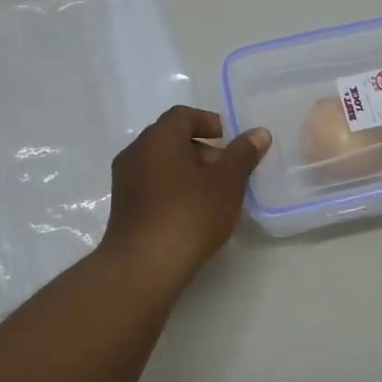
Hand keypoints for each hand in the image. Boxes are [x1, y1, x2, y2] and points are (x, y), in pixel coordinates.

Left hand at [99, 105, 270, 290]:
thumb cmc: (189, 214)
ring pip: (160, 164)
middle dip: (201, 149)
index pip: (182, 115)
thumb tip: (258, 133)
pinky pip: (151, 186)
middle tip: (226, 169)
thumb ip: (243, 154)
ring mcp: (124, 181)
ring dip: (187, 171)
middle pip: (170, 139)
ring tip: (213, 194)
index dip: (207, 122)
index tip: (227, 138)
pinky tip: (192, 213)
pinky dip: (173, 189)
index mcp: (158, 138)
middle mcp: (136, 152)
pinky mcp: (123, 208)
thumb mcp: (227, 182)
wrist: (143, 266)